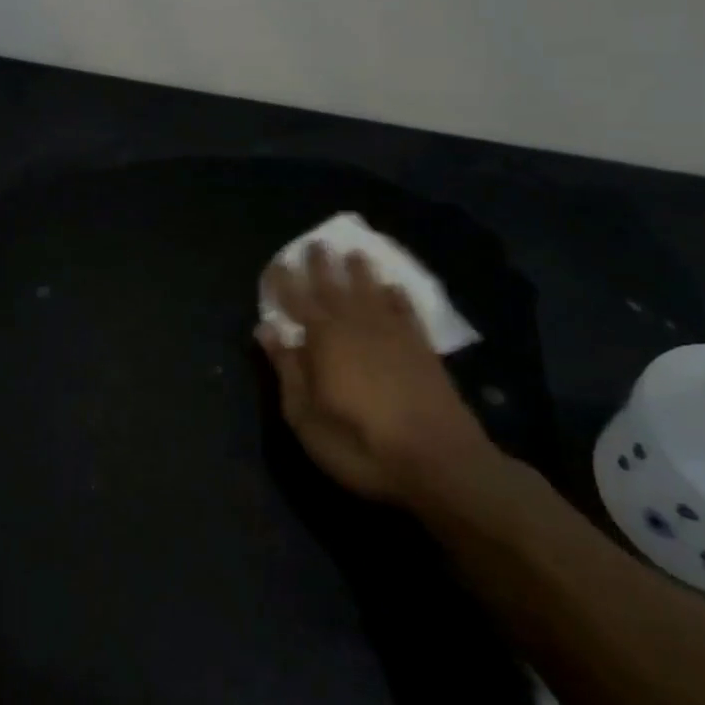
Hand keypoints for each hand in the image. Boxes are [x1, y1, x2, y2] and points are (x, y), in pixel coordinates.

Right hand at [257, 245, 507, 512]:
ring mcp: (393, 333)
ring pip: (370, 291)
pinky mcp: (422, 347)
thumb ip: (287, 369)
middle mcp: (356, 325)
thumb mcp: (306, 417)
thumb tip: (265, 328)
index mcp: (323, 339)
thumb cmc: (360, 444)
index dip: (284, 282)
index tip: (275, 264)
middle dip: (321, 265)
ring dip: (359, 271)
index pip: (297, 300)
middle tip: (315, 243)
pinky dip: (396, 295)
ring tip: (353, 253)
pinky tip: (393, 286)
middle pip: (334, 287)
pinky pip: (405, 309)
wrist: (439, 460)